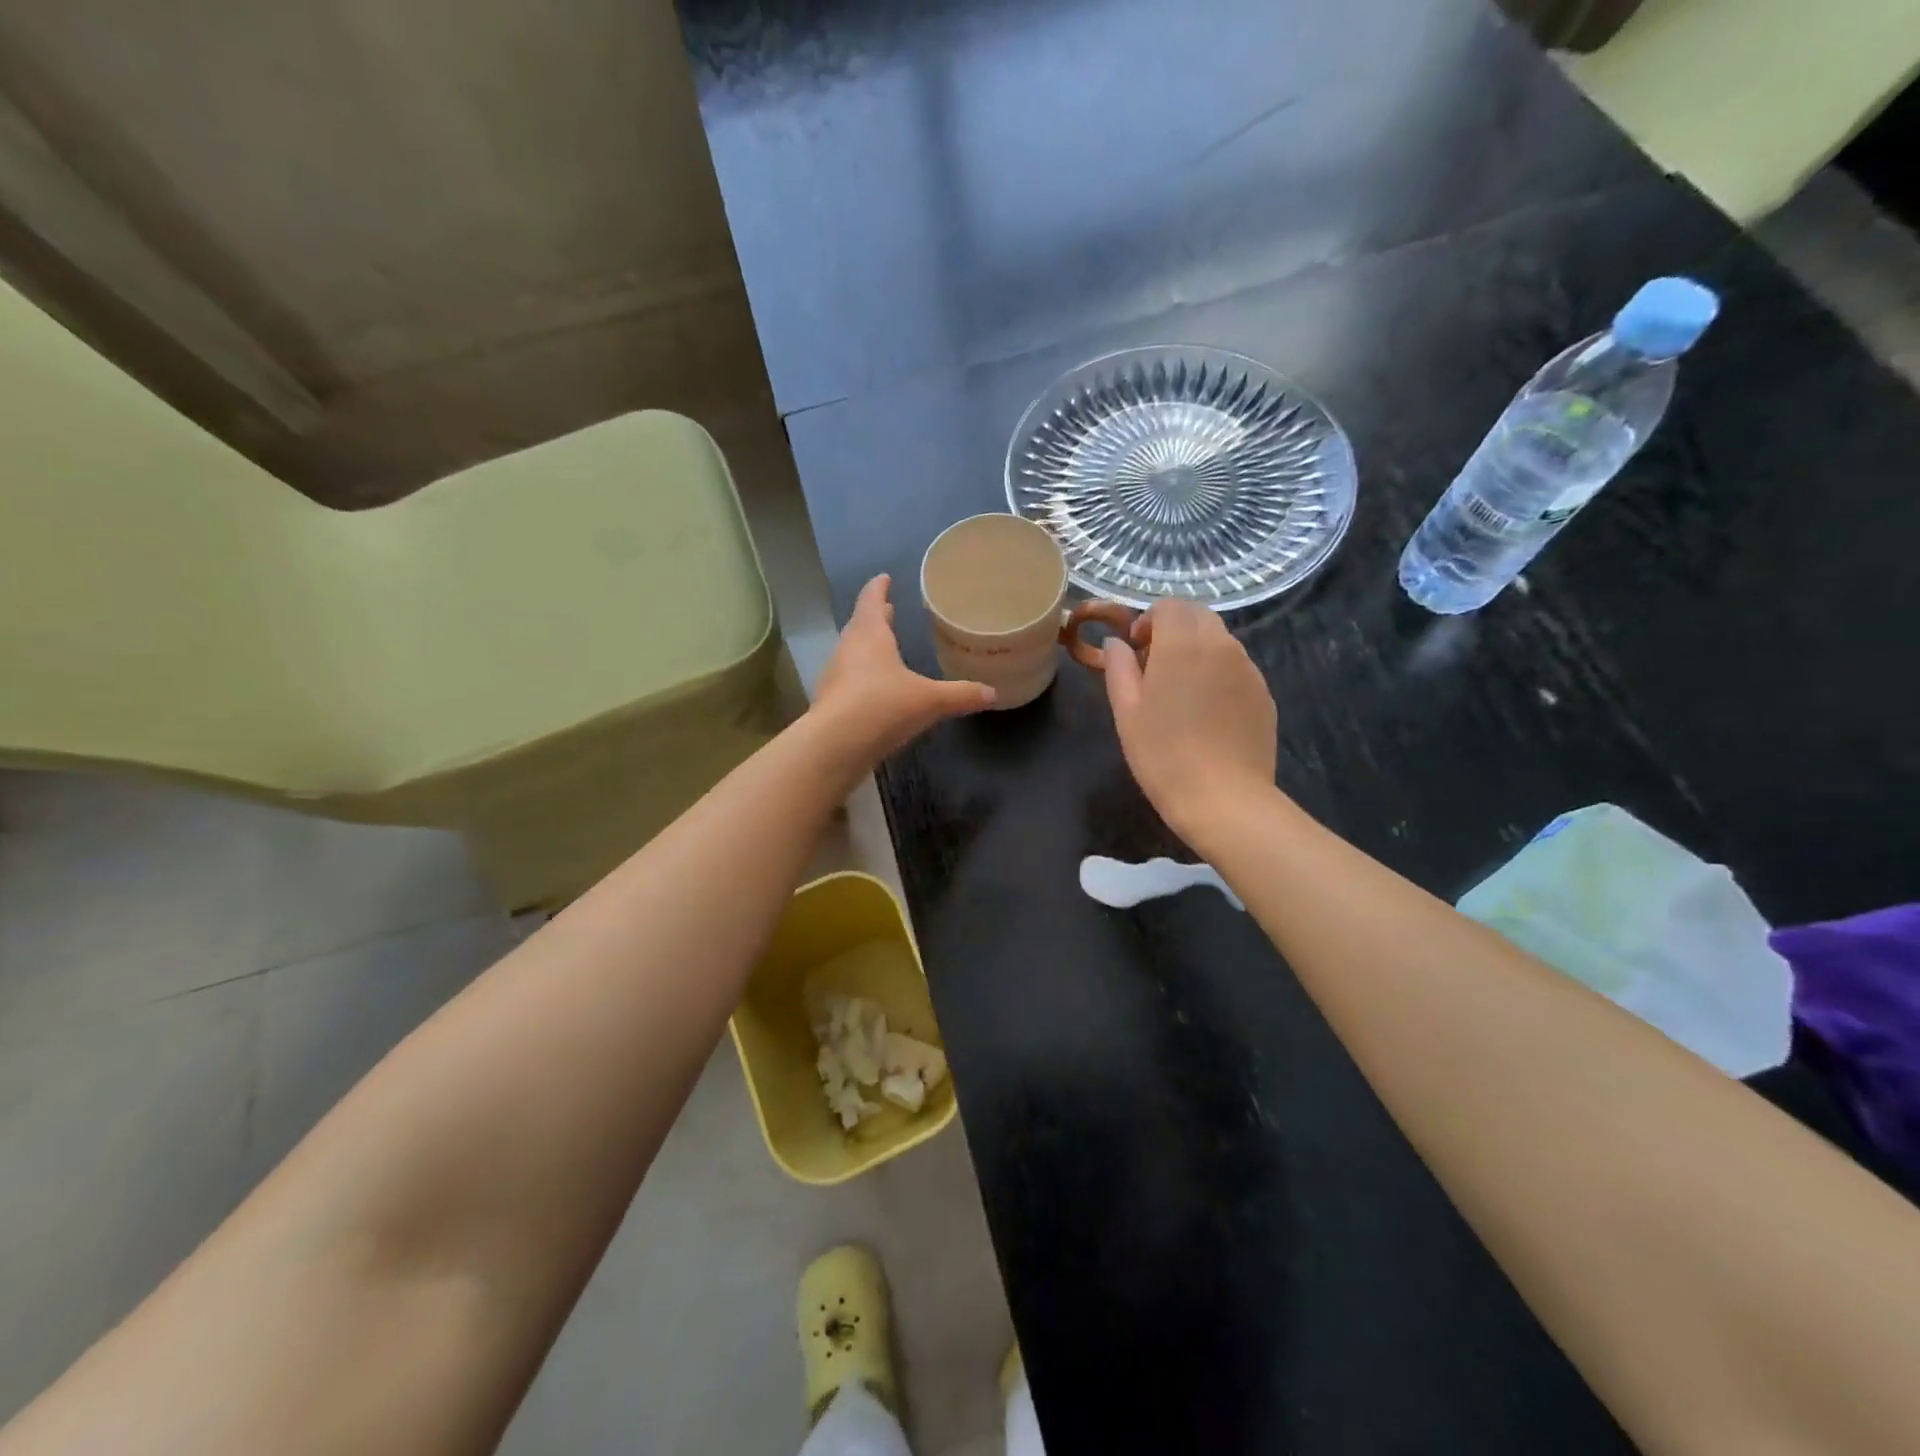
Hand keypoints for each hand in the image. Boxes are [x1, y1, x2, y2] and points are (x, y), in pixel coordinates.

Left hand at [811, 575, 995, 772]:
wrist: (835, 746)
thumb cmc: (883, 706)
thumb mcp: (930, 701)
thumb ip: (961, 695)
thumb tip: (993, 693)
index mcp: (870, 634)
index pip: (871, 599)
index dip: (879, 587)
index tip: (884, 578)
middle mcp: (848, 648)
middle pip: (861, 624)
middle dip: (876, 616)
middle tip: (889, 608)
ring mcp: (835, 675)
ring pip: (853, 652)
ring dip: (868, 646)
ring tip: (885, 646)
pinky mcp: (831, 702)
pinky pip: (849, 679)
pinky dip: (863, 675)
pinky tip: (876, 688)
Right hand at [1102, 599, 1276, 840]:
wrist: (1224, 798)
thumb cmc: (1163, 754)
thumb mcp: (1127, 712)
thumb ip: (1118, 668)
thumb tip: (1116, 644)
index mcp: (1182, 644)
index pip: (1168, 606)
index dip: (1148, 620)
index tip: (1136, 650)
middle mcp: (1221, 645)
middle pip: (1198, 615)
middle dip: (1174, 628)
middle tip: (1156, 665)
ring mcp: (1248, 669)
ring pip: (1220, 640)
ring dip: (1197, 649)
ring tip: (1181, 690)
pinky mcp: (1264, 693)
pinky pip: (1237, 667)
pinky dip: (1218, 672)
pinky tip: (1207, 711)